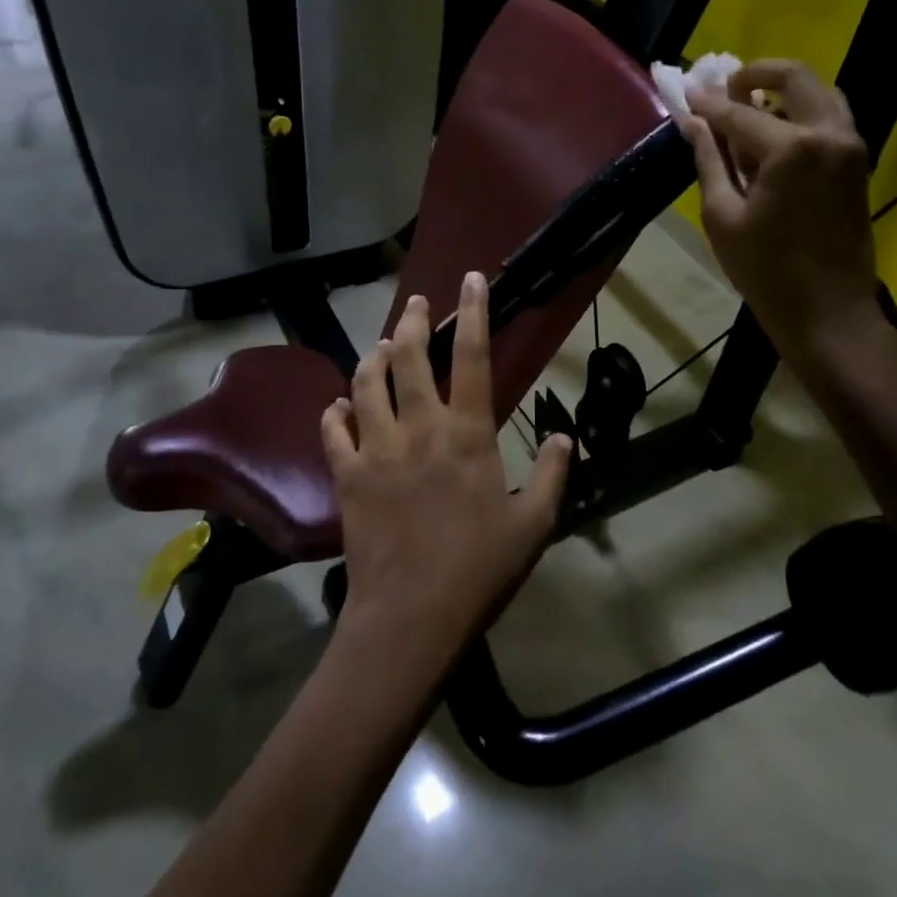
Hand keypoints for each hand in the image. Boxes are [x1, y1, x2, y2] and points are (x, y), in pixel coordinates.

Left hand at [321, 272, 573, 661]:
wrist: (412, 616)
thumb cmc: (480, 569)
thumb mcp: (534, 524)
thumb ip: (554, 475)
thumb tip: (564, 437)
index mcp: (467, 433)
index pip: (471, 356)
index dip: (473, 312)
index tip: (470, 280)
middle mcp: (418, 428)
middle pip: (406, 358)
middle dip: (410, 322)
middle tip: (415, 305)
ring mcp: (376, 450)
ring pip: (364, 385)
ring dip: (371, 358)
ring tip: (378, 346)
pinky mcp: (346, 477)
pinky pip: (332, 431)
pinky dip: (334, 411)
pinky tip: (338, 406)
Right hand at [683, 60, 881, 356]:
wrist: (829, 311)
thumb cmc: (766, 270)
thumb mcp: (723, 216)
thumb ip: (710, 160)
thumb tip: (693, 122)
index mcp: (793, 147)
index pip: (740, 112)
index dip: (708, 103)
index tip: (687, 90)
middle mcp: (829, 133)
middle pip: (794, 77)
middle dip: (755, 74)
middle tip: (725, 89)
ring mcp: (851, 145)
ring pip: (819, 92)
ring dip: (783, 91)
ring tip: (748, 110)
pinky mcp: (858, 162)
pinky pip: (830, 117)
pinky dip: (802, 113)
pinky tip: (774, 137)